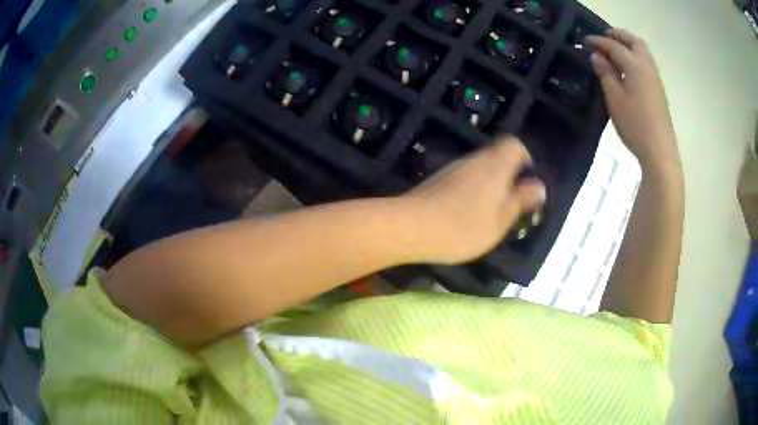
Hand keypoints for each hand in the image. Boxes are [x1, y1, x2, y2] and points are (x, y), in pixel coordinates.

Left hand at [402, 136, 545, 263]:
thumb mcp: (500, 220)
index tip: (526, 183)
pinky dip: (472, 192)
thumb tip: (539, 186)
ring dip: (490, 186)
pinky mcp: (438, 180)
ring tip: (490, 215)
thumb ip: (521, 200)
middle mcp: (474, 159)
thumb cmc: (463, 227)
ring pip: (480, 169)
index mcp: (495, 165)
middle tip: (510, 205)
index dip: (525, 160)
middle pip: (497, 156)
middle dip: (508, 177)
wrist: (410, 227)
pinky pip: (464, 179)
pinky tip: (467, 216)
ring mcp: (453, 168)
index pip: (514, 145)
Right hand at [587, 29, 679, 168]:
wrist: (660, 151)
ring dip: (628, 45)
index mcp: (635, 65)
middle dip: (618, 35)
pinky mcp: (658, 90)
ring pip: (642, 52)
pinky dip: (634, 57)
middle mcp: (647, 66)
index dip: (598, 41)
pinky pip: (645, 64)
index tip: (585, 41)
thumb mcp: (614, 98)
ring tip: (614, 52)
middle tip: (604, 38)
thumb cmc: (635, 124)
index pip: (614, 46)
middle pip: (633, 41)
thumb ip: (605, 73)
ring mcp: (655, 79)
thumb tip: (597, 56)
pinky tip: (626, 69)